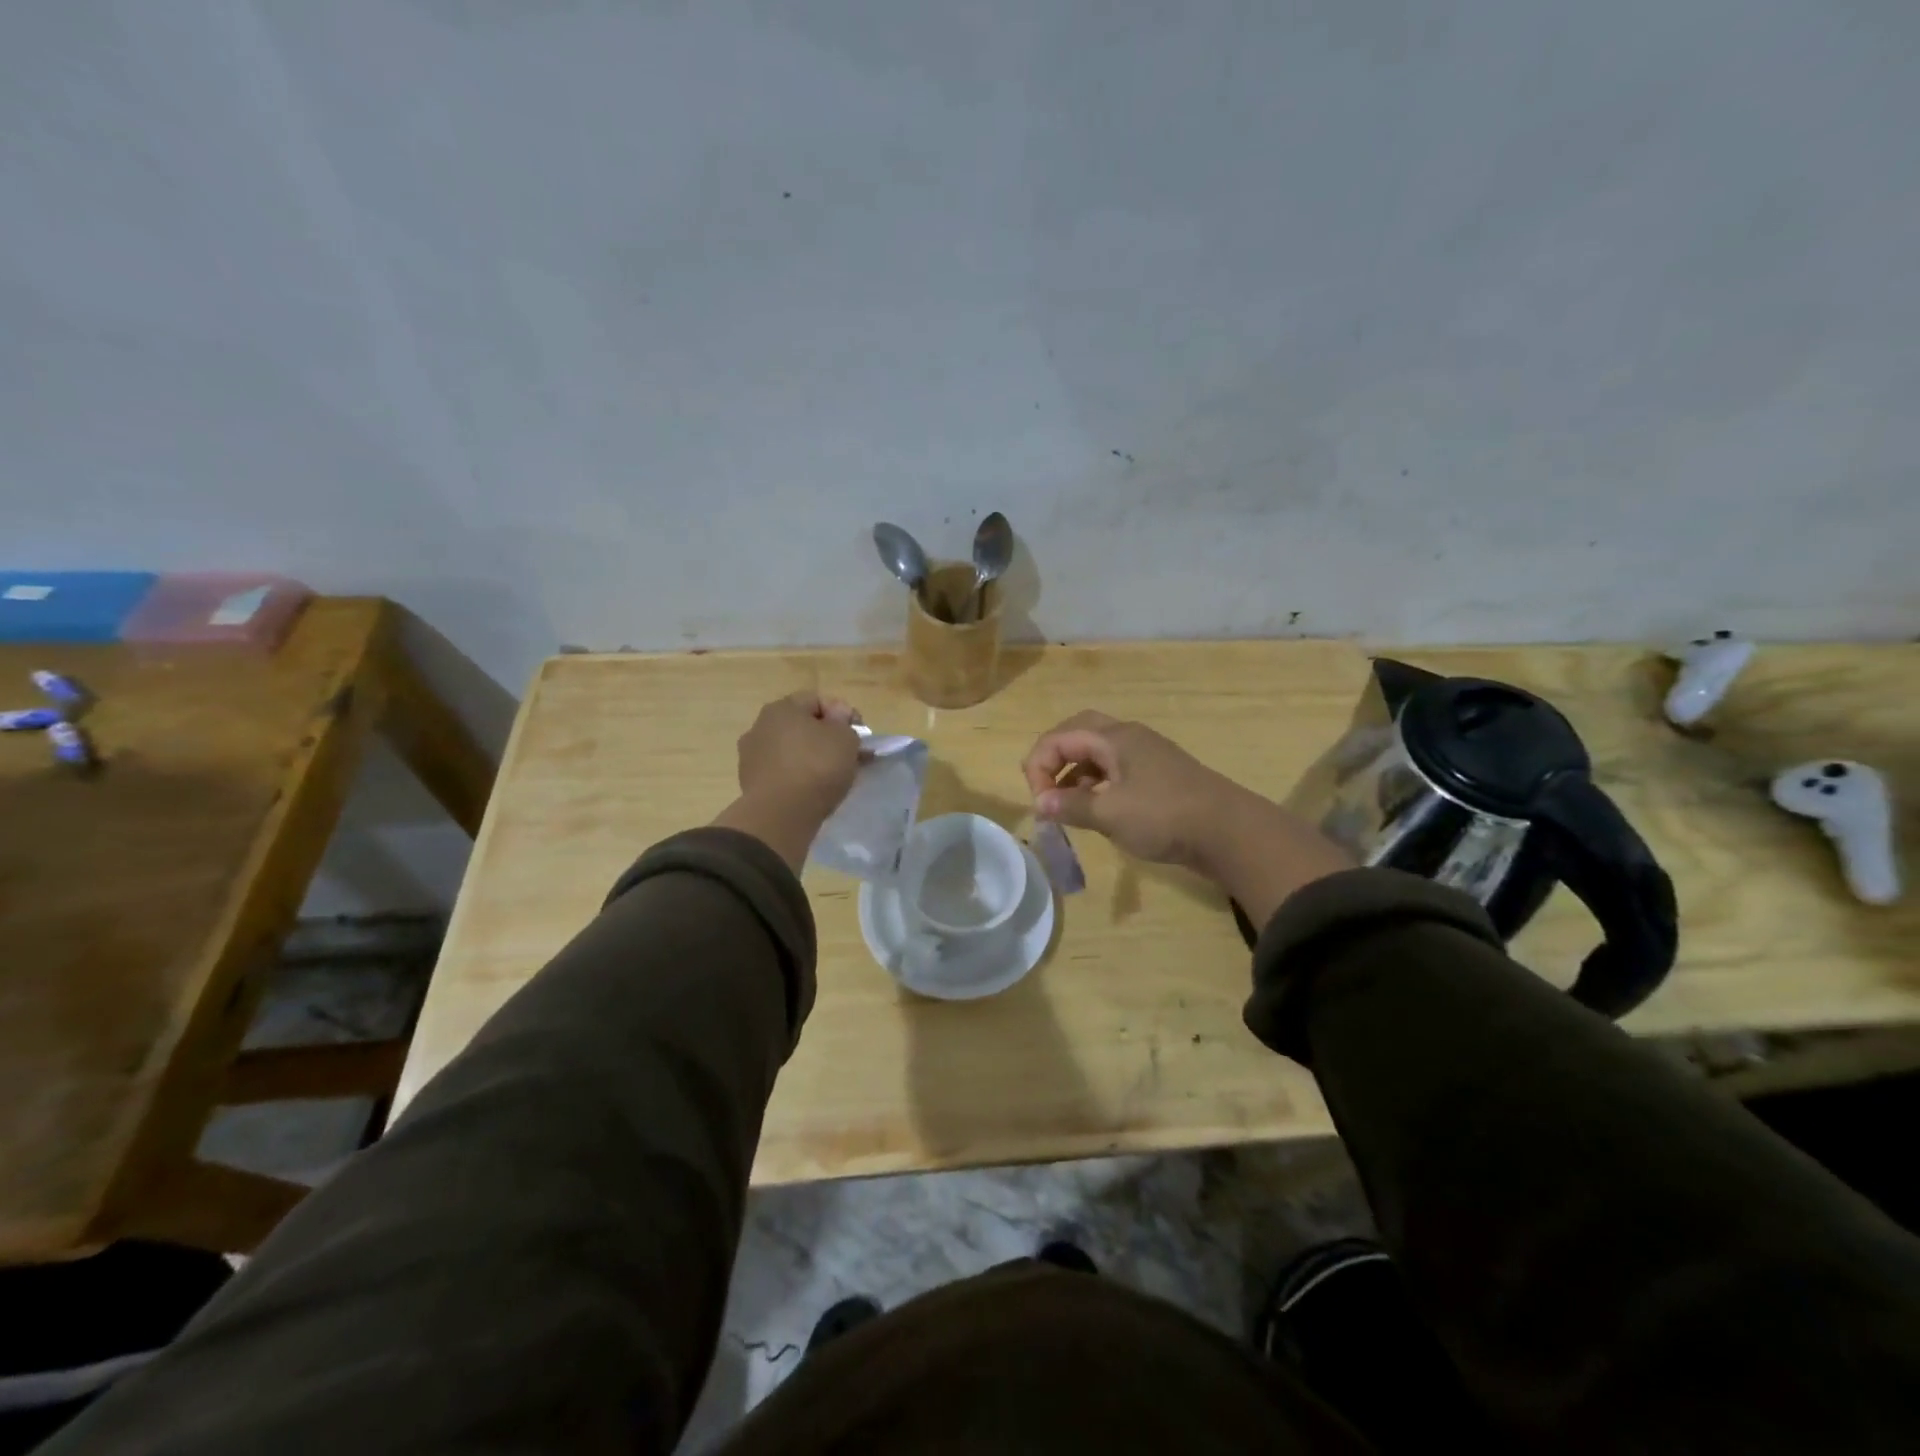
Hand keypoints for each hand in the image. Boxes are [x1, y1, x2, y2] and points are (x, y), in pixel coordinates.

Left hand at [714, 692, 862, 868]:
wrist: (781, 815)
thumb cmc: (816, 766)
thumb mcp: (845, 738)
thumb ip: (844, 722)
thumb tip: (836, 717)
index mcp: (781, 708)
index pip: (817, 700)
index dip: (843, 713)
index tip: (859, 733)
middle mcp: (760, 726)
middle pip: (802, 725)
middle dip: (827, 737)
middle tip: (850, 754)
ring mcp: (751, 755)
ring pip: (791, 750)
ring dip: (812, 757)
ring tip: (834, 775)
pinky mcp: (751, 783)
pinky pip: (782, 772)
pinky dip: (798, 776)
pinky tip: (814, 790)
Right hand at [1021, 710, 1353, 925]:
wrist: (1229, 832)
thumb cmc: (1164, 816)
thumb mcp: (1110, 814)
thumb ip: (1070, 806)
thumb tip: (1040, 803)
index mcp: (1114, 738)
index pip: (1059, 738)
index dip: (1039, 767)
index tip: (1040, 804)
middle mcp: (1128, 737)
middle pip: (1078, 732)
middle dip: (1054, 757)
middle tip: (1044, 787)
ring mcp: (1146, 755)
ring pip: (1097, 752)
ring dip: (1074, 772)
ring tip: (1066, 804)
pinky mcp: (1157, 775)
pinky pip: (1114, 769)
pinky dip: (1095, 783)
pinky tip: (1096, 808)